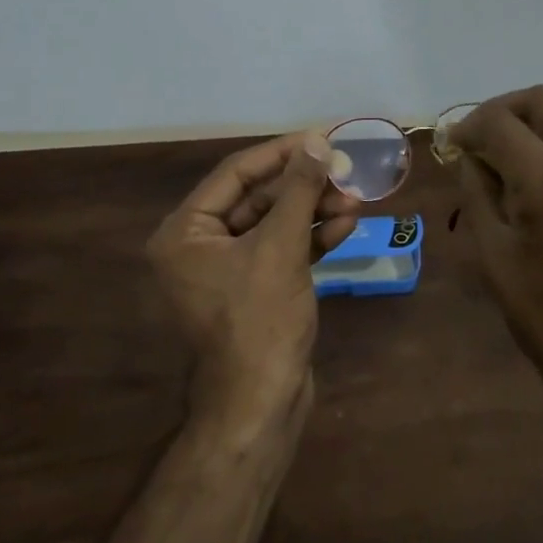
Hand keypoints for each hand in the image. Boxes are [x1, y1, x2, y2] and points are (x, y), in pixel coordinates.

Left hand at [146, 132, 360, 430]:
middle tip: (346, 171)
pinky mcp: (256, 289)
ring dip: (313, 210)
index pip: (236, 173)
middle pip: (257, 197)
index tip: (322, 137)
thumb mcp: (280, 247)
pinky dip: (311, 238)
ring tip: (356, 200)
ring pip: (274, 224)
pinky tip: (345, 226)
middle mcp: (200, 245)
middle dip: (304, 186)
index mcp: (185, 232)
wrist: (262, 405)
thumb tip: (317, 143)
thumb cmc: (260, 320)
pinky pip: (282, 250)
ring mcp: (229, 270)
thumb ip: (298, 190)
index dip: (282, 153)